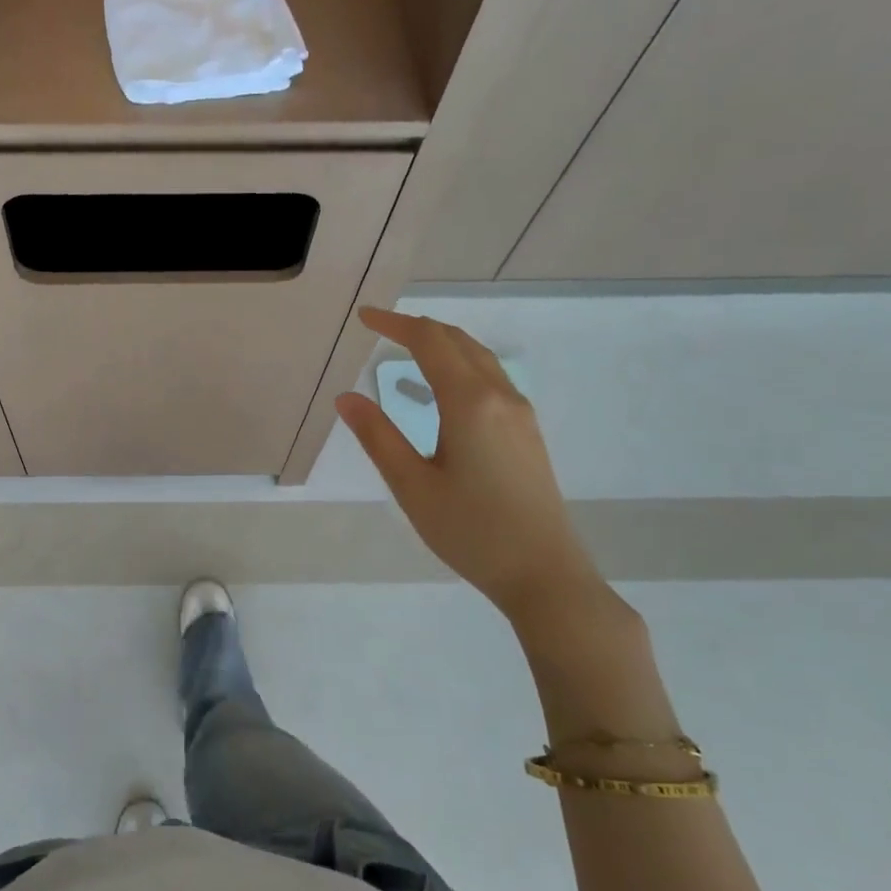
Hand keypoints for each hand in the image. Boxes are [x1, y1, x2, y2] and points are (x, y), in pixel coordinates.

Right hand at [335, 307, 599, 620]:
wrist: (544, 573)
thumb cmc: (471, 531)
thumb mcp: (412, 486)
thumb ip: (378, 437)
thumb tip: (346, 397)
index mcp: (470, 403)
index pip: (430, 342)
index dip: (395, 324)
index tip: (364, 317)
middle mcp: (500, 396)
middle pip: (458, 341)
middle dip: (418, 328)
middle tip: (380, 329)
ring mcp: (520, 413)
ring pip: (479, 358)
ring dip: (442, 345)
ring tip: (406, 352)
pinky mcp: (527, 432)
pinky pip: (490, 379)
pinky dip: (459, 367)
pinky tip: (440, 393)